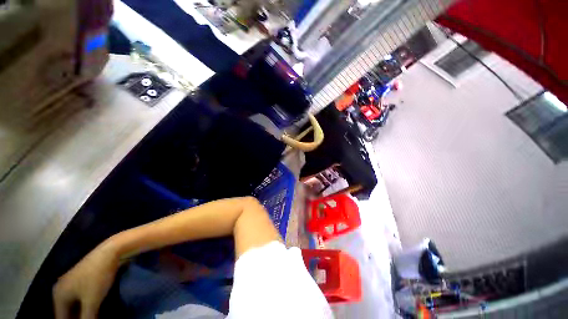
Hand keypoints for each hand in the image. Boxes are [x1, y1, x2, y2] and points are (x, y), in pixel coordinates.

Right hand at [52, 240, 119, 318]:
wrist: (110, 252)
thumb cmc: (97, 276)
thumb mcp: (91, 301)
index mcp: (58, 296)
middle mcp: (60, 290)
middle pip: (66, 314)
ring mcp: (70, 284)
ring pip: (73, 308)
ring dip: (80, 315)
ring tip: (91, 317)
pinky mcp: (80, 281)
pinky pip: (78, 300)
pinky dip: (83, 308)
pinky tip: (92, 312)